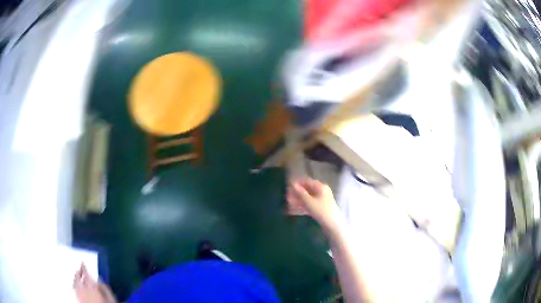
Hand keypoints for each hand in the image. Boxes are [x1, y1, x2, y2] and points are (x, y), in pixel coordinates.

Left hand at [73, 264, 116, 302]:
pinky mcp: (78, 299)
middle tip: (79, 267)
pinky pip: (74, 289)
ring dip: (75, 277)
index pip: (85, 273)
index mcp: (90, 286)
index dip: (83, 266)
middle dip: (78, 271)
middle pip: (78, 277)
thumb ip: (105, 287)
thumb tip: (100, 279)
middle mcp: (82, 289)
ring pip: (74, 283)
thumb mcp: (110, 298)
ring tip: (76, 274)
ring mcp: (79, 295)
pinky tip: (75, 285)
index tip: (82, 261)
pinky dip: (74, 285)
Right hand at [286, 178, 340, 233]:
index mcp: (320, 187)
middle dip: (296, 193)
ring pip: (307, 198)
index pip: (307, 181)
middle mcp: (321, 191)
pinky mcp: (320, 208)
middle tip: (286, 196)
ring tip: (288, 202)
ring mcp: (321, 200)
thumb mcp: (309, 201)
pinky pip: (309, 204)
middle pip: (307, 190)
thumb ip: (300, 193)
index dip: (297, 183)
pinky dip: (302, 206)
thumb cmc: (321, 210)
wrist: (333, 225)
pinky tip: (294, 209)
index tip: (287, 186)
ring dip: (298, 200)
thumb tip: (293, 184)